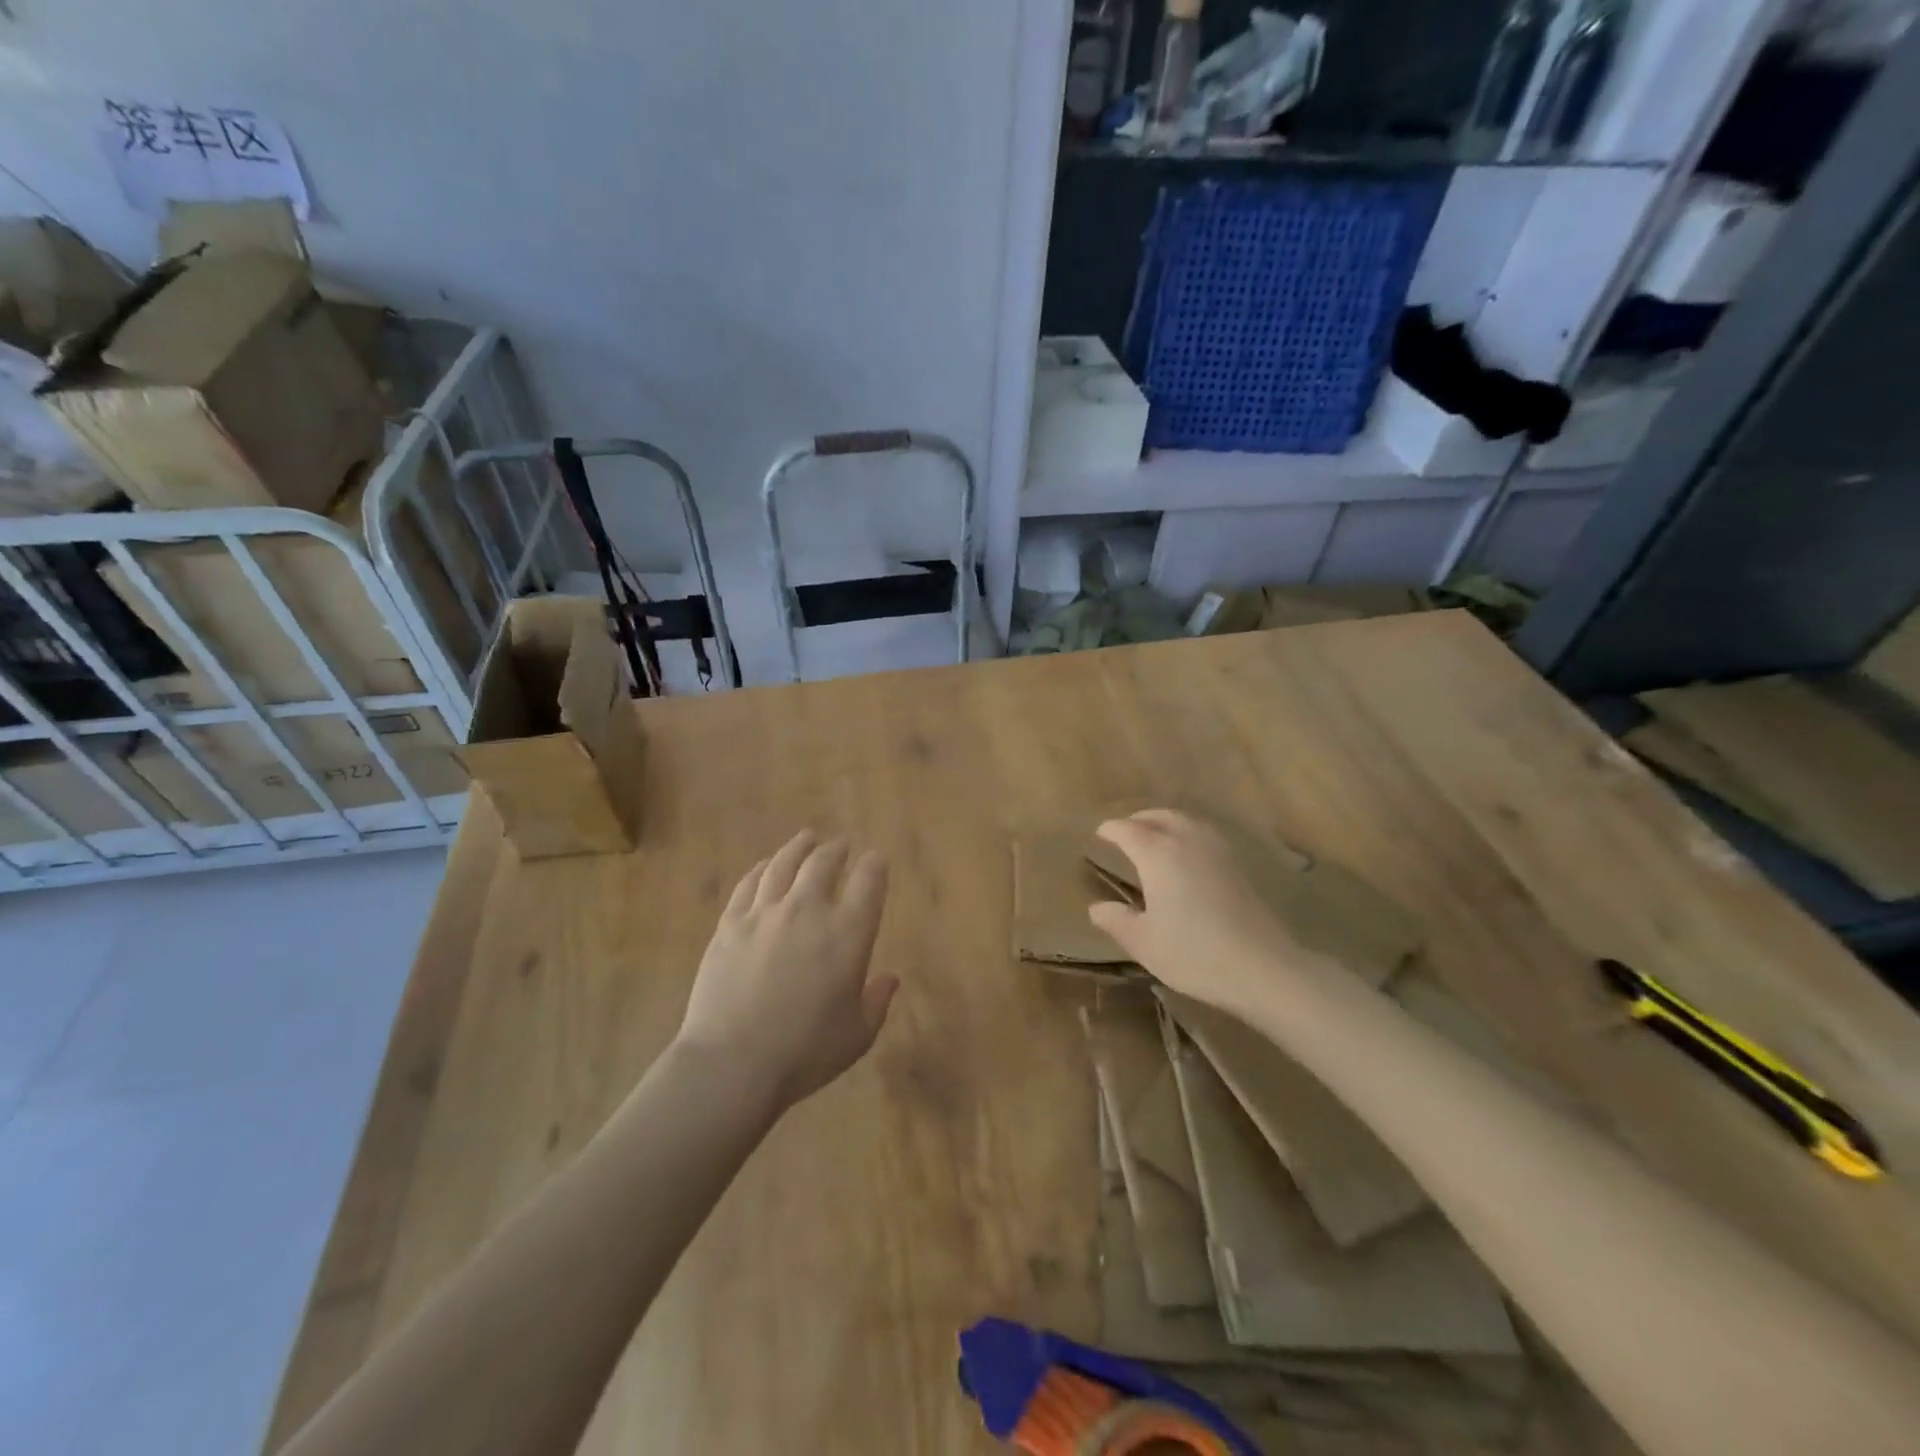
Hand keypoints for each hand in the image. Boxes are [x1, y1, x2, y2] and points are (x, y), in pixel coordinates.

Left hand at [679, 830, 896, 1110]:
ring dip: (799, 847)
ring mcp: (765, 913)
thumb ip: (877, 1001)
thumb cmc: (805, 1052)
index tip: (876, 860)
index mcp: (848, 933)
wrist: (732, 1064)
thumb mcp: (857, 1035)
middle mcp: (808, 910)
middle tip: (841, 844)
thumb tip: (890, 978)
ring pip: (784, 863)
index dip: (875, 866)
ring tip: (807, 838)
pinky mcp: (730, 924)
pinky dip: (761, 869)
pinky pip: (749, 883)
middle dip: (837, 849)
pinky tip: (765, 866)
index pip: (869, 882)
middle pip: (824, 863)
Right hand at [1089, 809, 1329, 1018]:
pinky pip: (1204, 835)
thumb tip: (1097, 908)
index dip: (1111, 830)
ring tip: (1154, 837)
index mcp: (1158, 854)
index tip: (1100, 833)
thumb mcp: (1143, 942)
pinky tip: (1187, 855)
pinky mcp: (1238, 866)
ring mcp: (1217, 851)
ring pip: (1186, 822)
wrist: (1261, 967)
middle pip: (1160, 817)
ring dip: (1165, 822)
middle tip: (1125, 829)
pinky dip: (1187, 834)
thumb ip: (1117, 921)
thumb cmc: (1193, 953)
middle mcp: (1187, 841)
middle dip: (1139, 819)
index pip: (1128, 831)